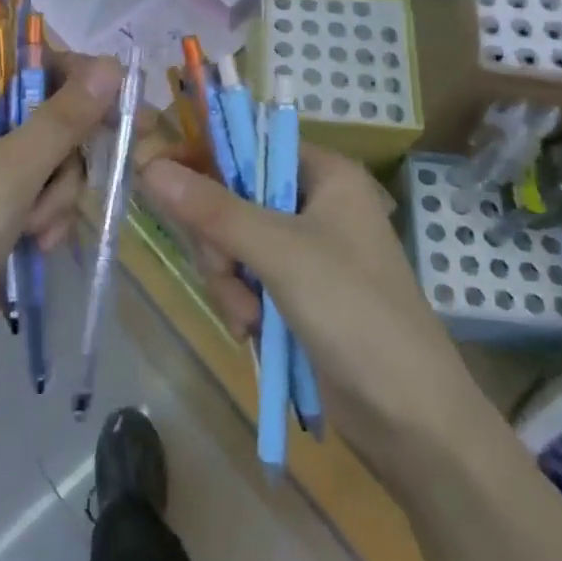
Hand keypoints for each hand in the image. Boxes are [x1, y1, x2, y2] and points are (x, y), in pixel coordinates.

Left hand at [0, 53, 123, 397]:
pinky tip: (37, 246)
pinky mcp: (0, 218)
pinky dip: (48, 219)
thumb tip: (113, 64)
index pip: (25, 68)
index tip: (113, 95)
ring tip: (37, 228)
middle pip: (48, 118)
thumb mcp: (14, 168)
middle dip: (63, 156)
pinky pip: (45, 199)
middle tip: (85, 168)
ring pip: (54, 163)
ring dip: (56, 196)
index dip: (71, 77)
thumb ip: (65, 116)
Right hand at [138, 145, 478, 486]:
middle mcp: (314, 204)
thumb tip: (150, 167)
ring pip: (232, 242)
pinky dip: (240, 301)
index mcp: (325, 175)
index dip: (206, 157)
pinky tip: (251, 329)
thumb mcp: (280, 253)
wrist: (411, 417)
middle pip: (234, 197)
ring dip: (227, 279)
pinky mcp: (296, 292)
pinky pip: (245, 277)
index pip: (251, 143)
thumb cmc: (355, 312)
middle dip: (220, 241)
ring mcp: (305, 251)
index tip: (161, 177)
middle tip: (225, 269)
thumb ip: (213, 210)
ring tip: (248, 316)